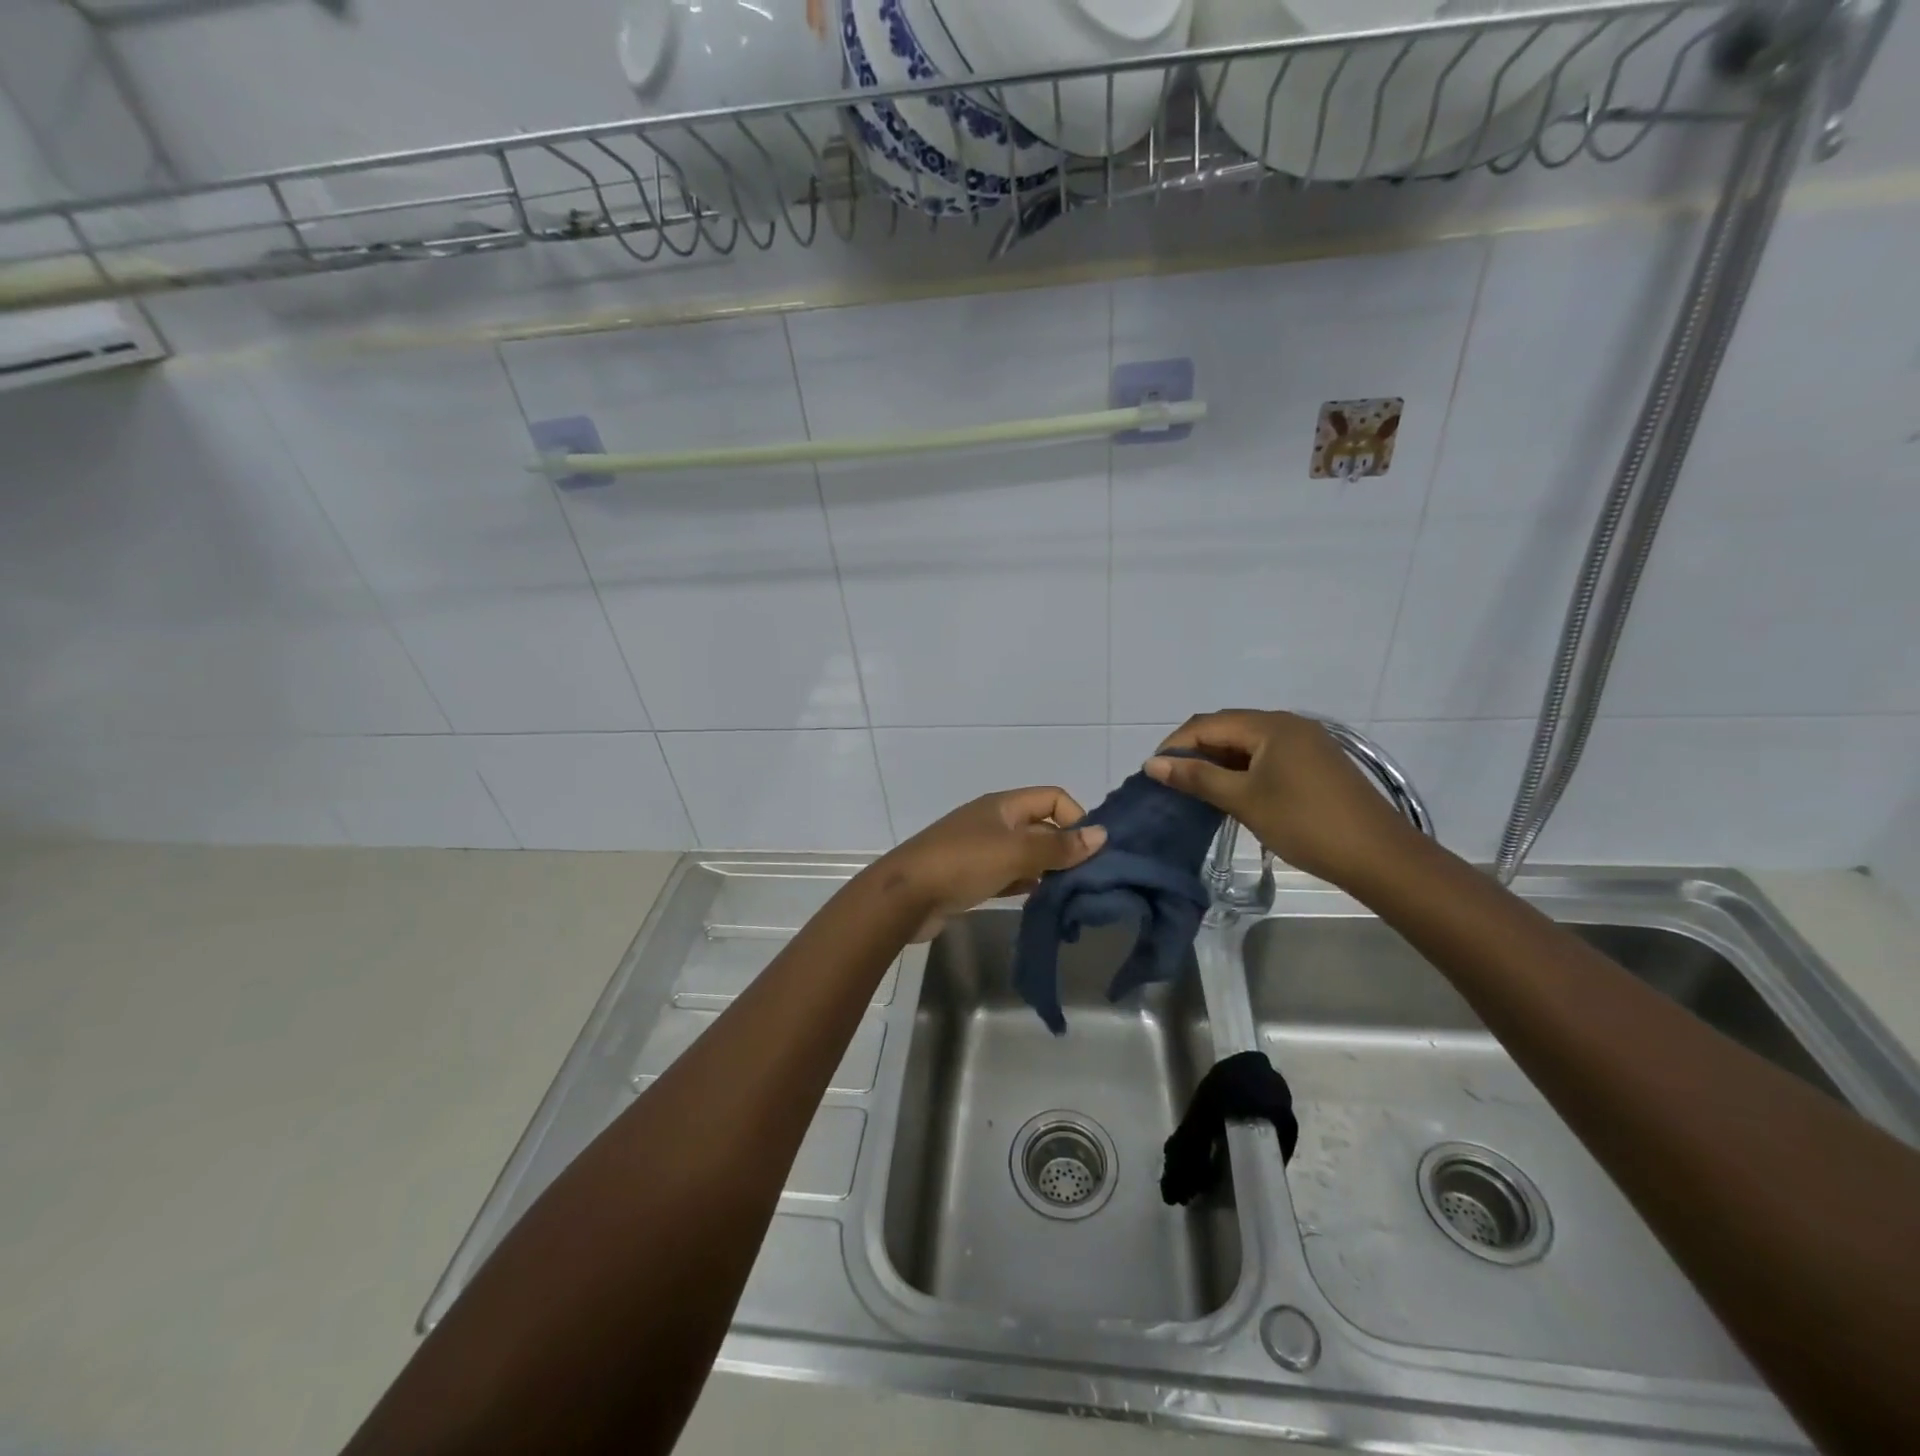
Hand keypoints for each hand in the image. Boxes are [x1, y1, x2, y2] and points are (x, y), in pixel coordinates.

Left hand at [868, 787, 1107, 942]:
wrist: (905, 896)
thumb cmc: (962, 864)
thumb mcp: (1015, 852)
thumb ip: (1058, 847)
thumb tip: (1102, 835)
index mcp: (1003, 805)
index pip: (1053, 797)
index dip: (1075, 818)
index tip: (1089, 851)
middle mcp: (994, 822)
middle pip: (1041, 827)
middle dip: (1065, 848)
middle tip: (1087, 879)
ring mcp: (980, 850)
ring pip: (1026, 854)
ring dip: (1047, 870)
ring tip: (1070, 894)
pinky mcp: (971, 877)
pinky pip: (1009, 875)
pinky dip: (1026, 884)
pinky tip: (1041, 901)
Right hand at [1144, 710, 1414, 885]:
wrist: (1379, 856)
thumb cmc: (1305, 823)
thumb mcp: (1244, 800)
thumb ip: (1197, 777)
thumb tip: (1152, 763)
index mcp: (1270, 725)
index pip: (1207, 724)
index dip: (1175, 744)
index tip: (1152, 773)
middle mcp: (1288, 724)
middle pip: (1227, 728)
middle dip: (1195, 751)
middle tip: (1171, 781)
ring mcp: (1306, 742)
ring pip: (1247, 743)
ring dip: (1218, 761)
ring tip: (1195, 789)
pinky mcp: (1316, 763)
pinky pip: (1267, 755)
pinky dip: (1243, 769)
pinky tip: (1232, 792)